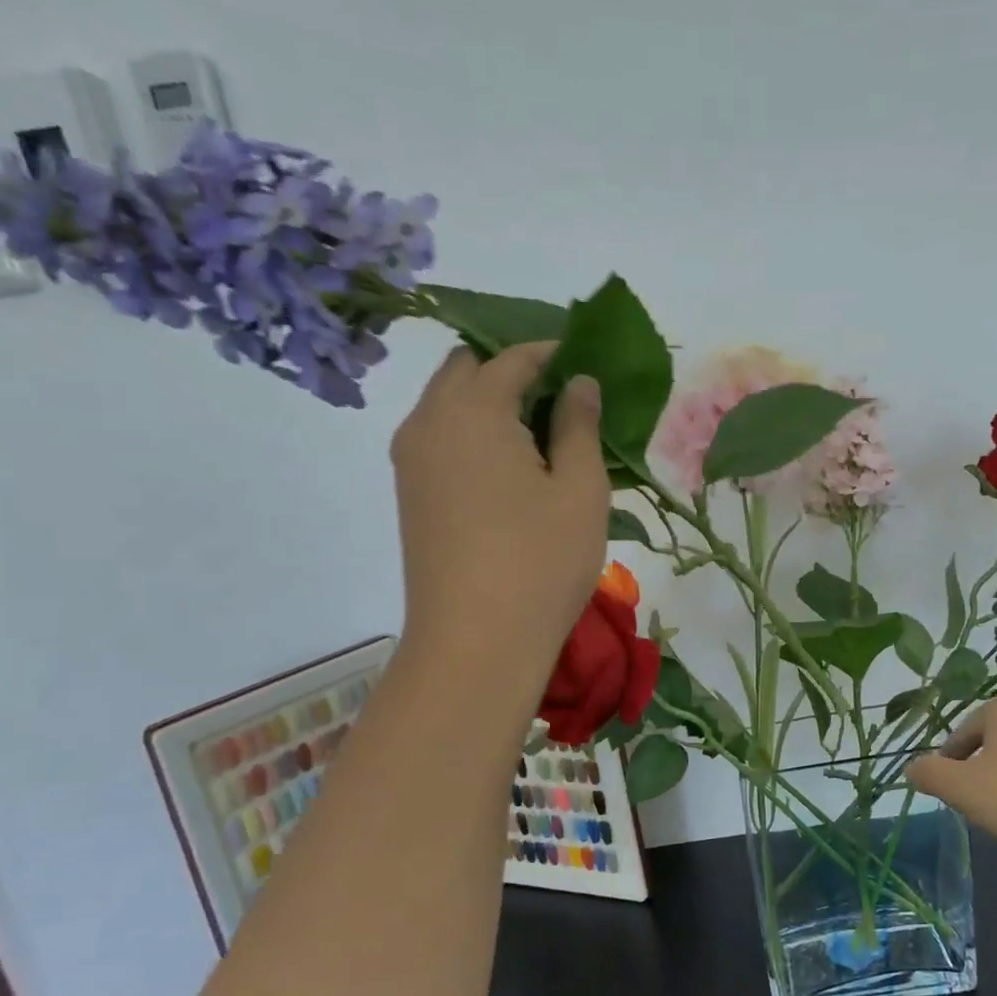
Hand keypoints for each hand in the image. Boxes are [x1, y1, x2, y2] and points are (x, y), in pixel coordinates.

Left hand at [391, 342, 607, 665]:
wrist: (475, 641)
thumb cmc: (541, 561)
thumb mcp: (580, 490)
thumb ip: (580, 425)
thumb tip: (578, 383)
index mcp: (473, 410)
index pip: (512, 358)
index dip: (552, 353)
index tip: (586, 363)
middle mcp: (429, 421)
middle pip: (467, 370)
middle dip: (512, 371)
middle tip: (562, 402)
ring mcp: (411, 459)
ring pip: (448, 404)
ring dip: (489, 403)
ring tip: (541, 437)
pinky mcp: (410, 493)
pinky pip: (440, 439)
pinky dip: (473, 434)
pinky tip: (510, 470)